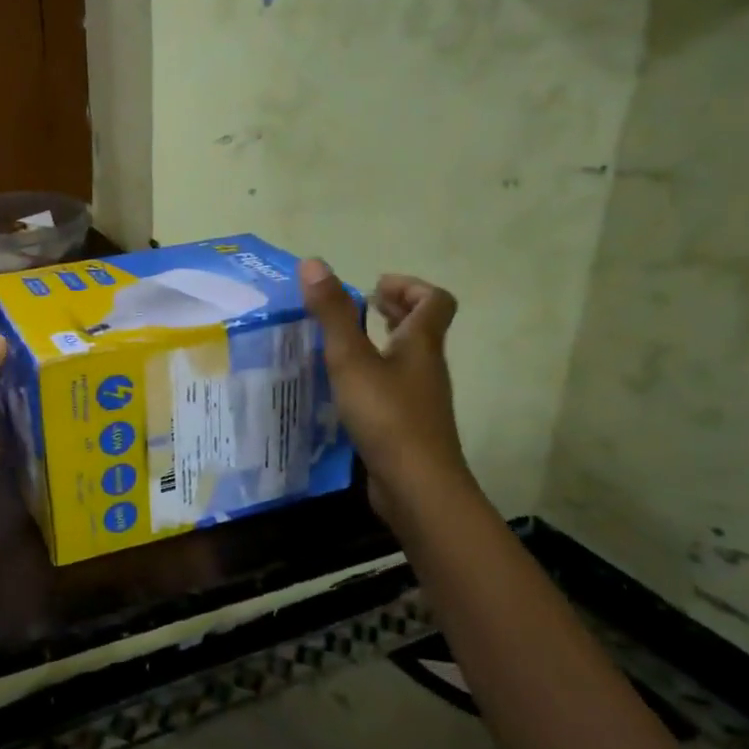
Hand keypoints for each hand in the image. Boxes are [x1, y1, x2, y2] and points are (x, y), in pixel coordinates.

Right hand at [300, 260, 469, 529]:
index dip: (409, 286)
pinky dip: (372, 375)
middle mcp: (426, 367)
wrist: (416, 486)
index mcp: (421, 344)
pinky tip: (343, 387)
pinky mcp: (406, 426)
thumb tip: (313, 262)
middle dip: (393, 310)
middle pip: (422, 328)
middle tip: (358, 306)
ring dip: (380, 342)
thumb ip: (333, 313)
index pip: (435, 301)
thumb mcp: (351, 359)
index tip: (374, 286)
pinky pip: (392, 387)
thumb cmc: (387, 415)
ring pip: (406, 358)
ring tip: (342, 343)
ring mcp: (419, 399)